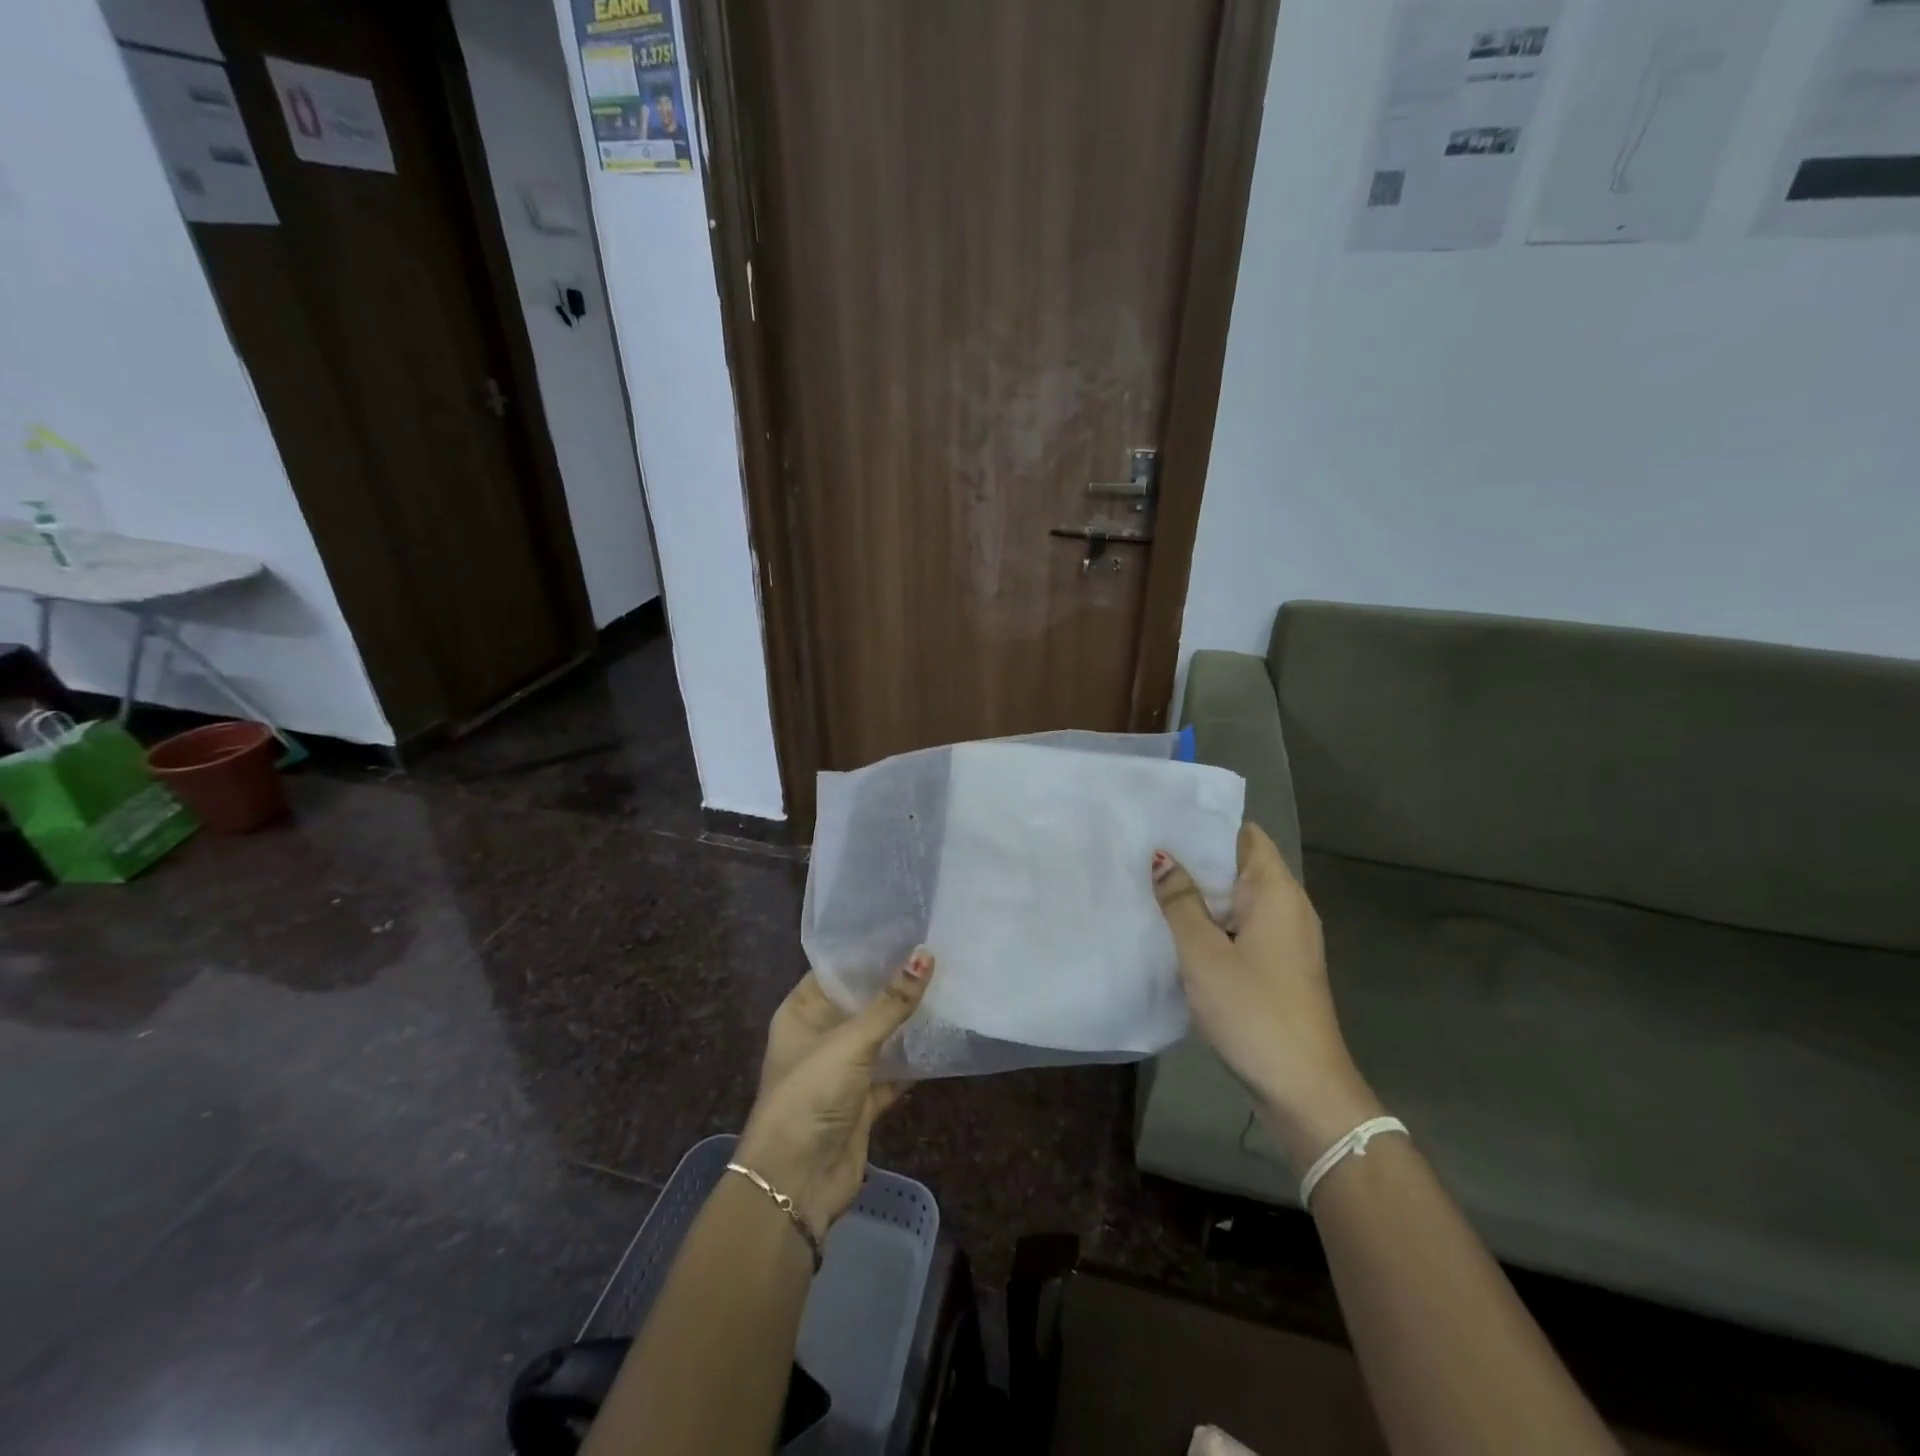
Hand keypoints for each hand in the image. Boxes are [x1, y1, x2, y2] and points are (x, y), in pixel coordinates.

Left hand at [735, 951, 933, 1237]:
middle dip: (894, 982)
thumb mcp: (850, 1042)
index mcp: (801, 1013)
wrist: (794, 1183)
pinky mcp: (862, 1100)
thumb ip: (891, 1002)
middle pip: (861, 1001)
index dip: (867, 950)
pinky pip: (893, 1071)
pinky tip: (944, 1038)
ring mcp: (841, 1070)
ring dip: (907, 1020)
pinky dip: (914, 1060)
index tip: (906, 926)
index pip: (835, 970)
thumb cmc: (809, 1096)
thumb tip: (926, 954)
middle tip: (937, 950)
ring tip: (947, 984)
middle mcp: (819, 1036)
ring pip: (880, 1036)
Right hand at [1152, 824, 1382, 1167]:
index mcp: (1276, 892)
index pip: (1245, 835)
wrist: (1303, 1088)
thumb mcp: (1204, 953)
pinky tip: (1177, 929)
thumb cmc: (1253, 1010)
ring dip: (1202, 893)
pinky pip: (1242, 927)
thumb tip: (1162, 857)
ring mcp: (1287, 939)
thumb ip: (1180, 901)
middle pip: (1240, 864)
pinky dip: (1213, 921)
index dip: (1205, 825)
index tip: (1162, 821)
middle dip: (1196, 858)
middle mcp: (1288, 906)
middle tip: (1144, 851)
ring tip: (1151, 883)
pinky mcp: (1280, 966)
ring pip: (1239, 899)